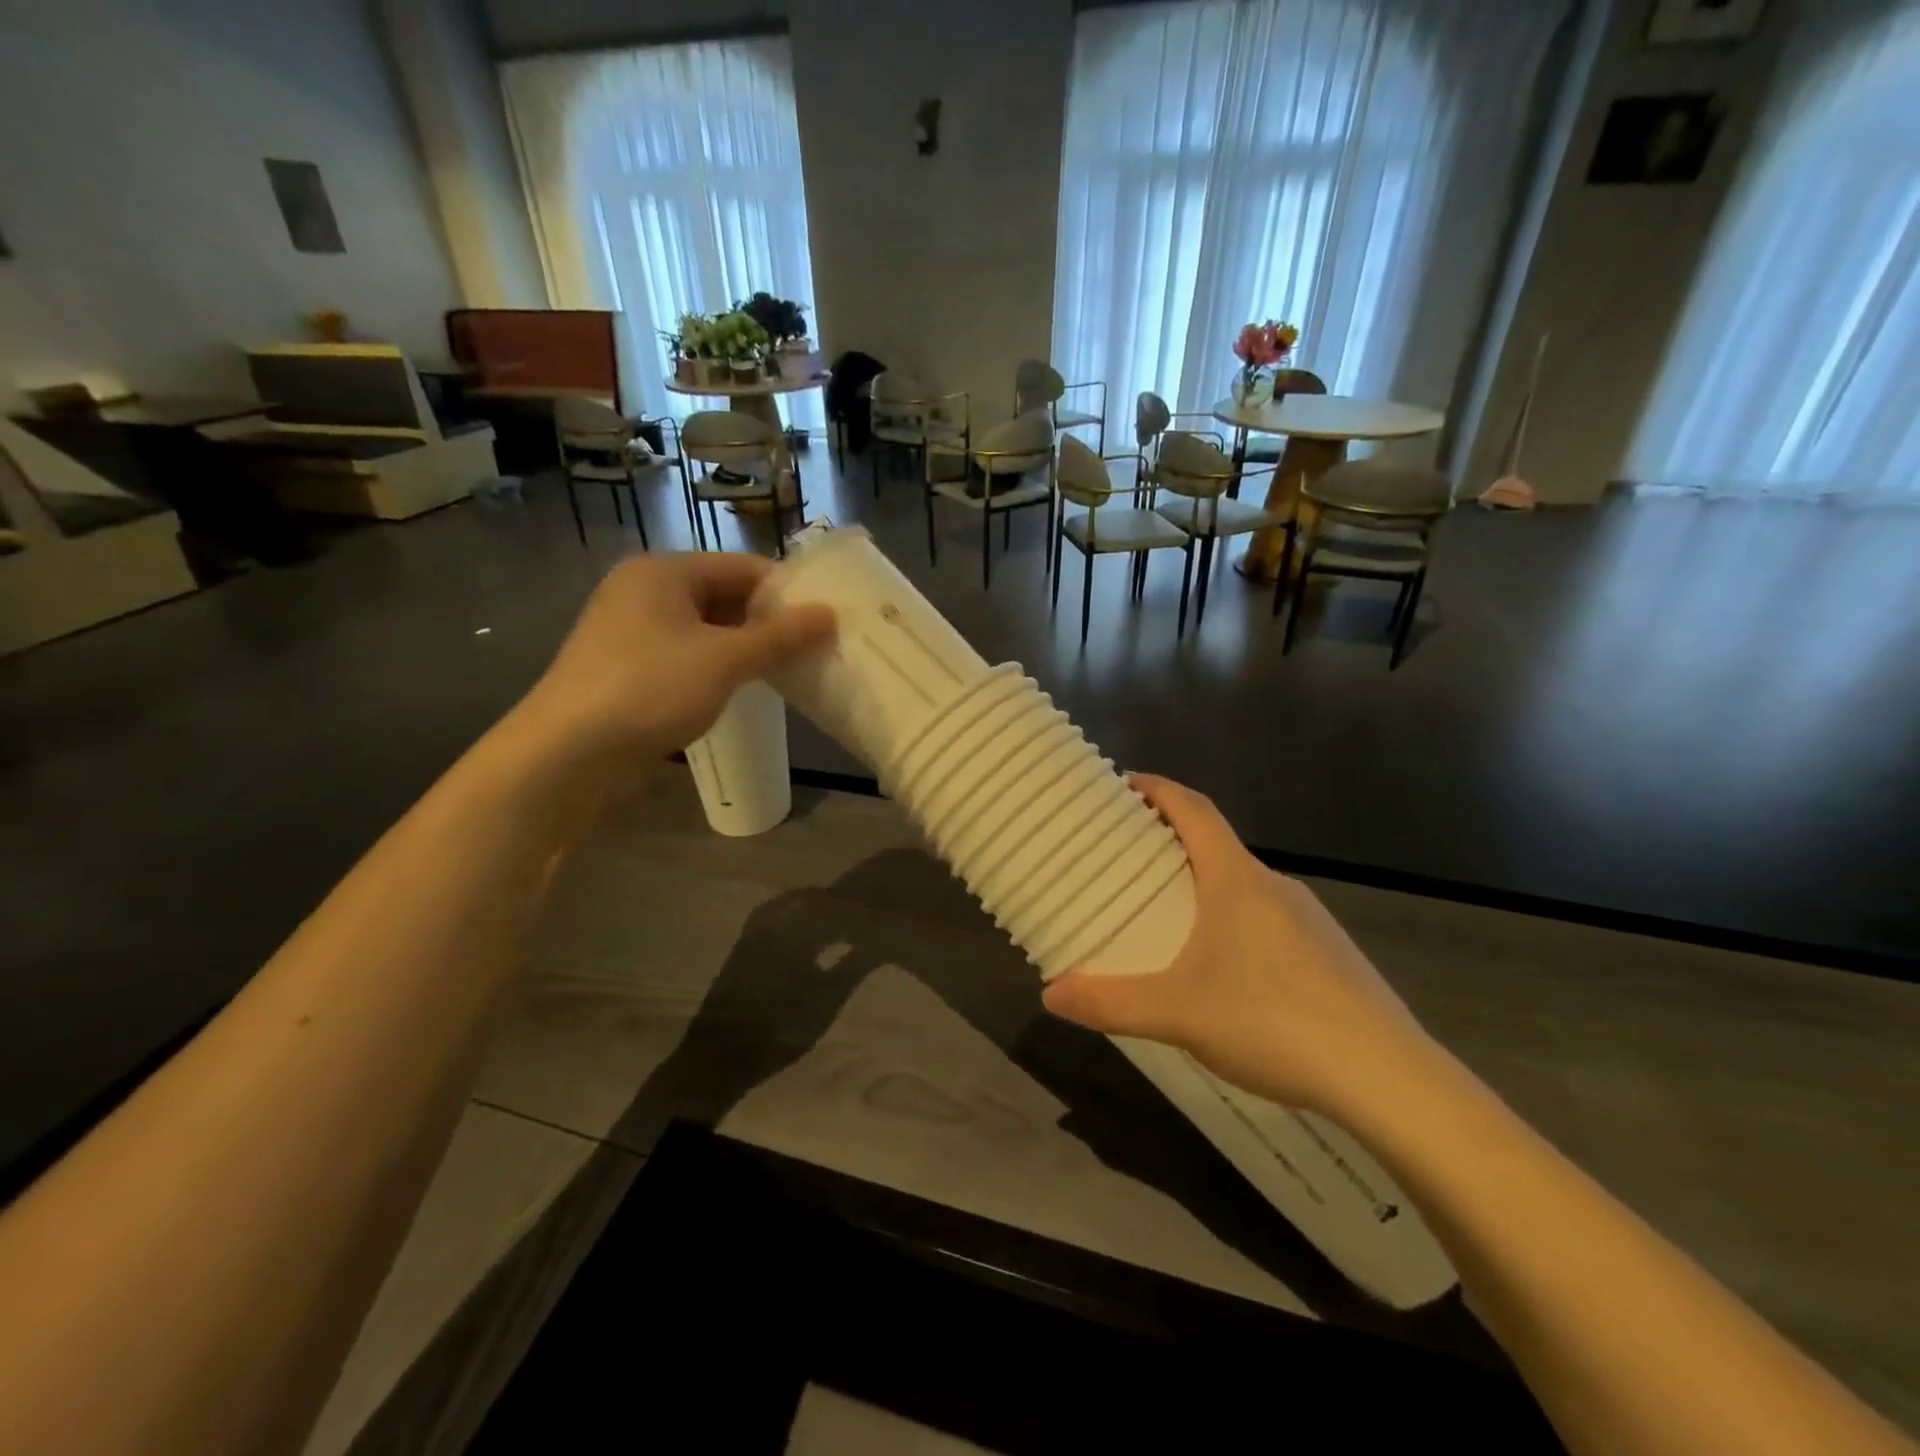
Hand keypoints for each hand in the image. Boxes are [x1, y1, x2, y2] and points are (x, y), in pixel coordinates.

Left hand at [511, 553, 834, 774]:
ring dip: (747, 647)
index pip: (743, 567)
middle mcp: (644, 591)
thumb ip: (780, 636)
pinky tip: (747, 688)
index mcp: (663, 571)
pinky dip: (720, 667)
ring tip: (791, 669)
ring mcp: (633, 631)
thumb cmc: (650, 689)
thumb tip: (828, 614)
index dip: (788, 592)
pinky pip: (688, 655)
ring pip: (707, 629)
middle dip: (770, 622)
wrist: (567, 754)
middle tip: (816, 647)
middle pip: (725, 595)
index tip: (828, 619)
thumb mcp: (724, 660)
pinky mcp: (629, 668)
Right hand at [1042, 775, 1436, 1119]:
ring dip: (1206, 886)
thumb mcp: (1177, 1013)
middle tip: (1132, 860)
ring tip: (1172, 918)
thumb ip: (1110, 1002)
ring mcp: (1310, 919)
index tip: (1127, 783)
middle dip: (1173, 843)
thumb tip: (1050, 994)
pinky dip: (1236, 921)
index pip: (1195, 810)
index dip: (1160, 789)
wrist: (1387, 1077)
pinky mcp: (1331, 953)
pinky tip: (1228, 971)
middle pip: (1218, 845)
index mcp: (1236, 880)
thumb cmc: (1272, 1020)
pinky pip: (1270, 918)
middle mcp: (1275, 886)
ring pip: (1245, 886)